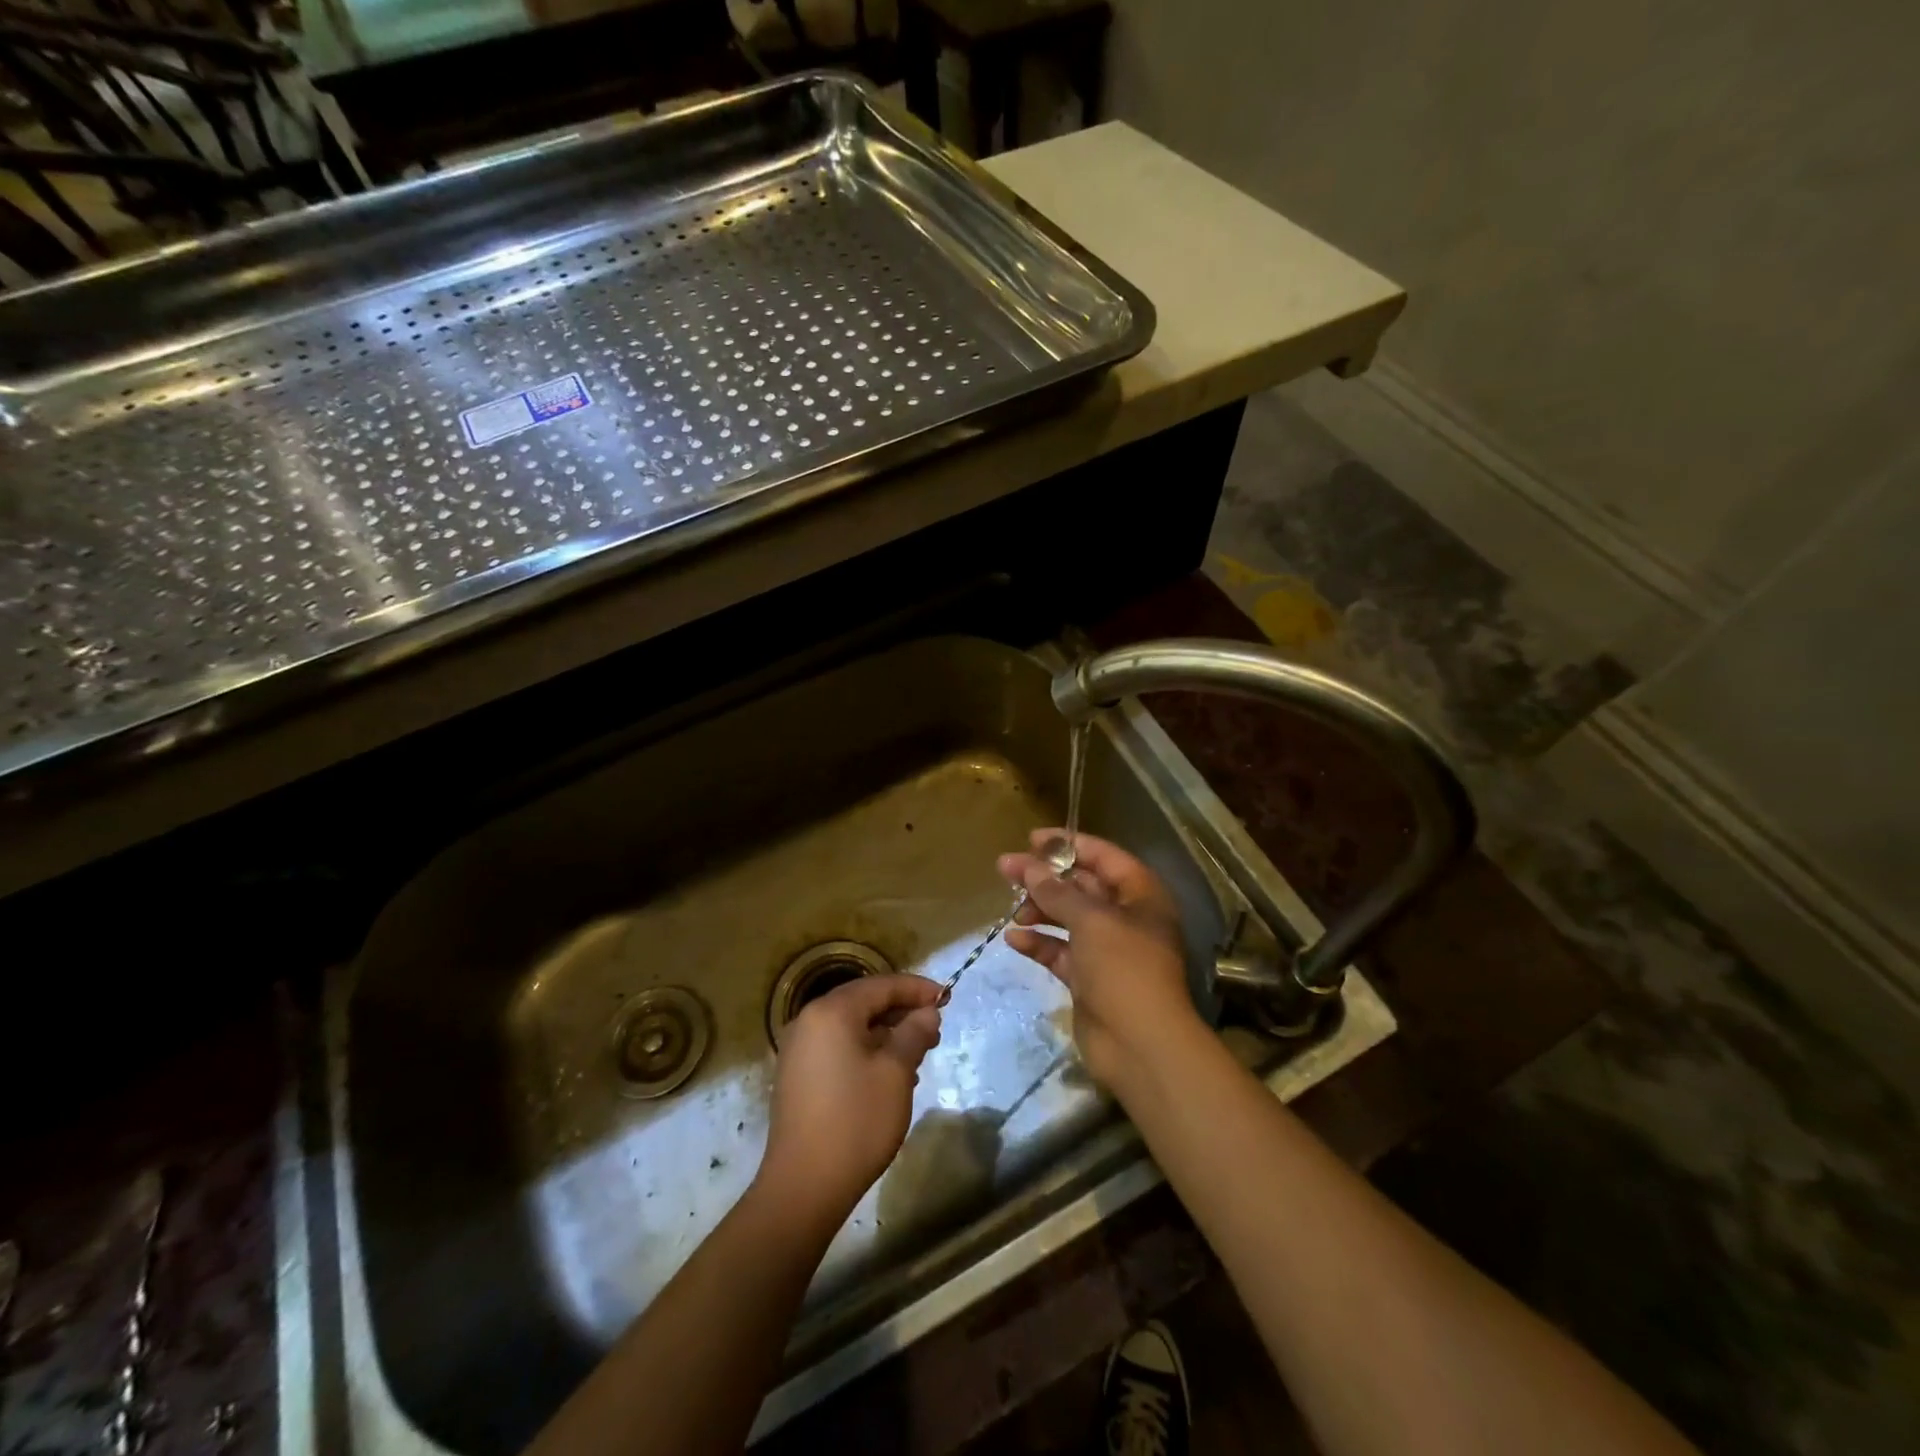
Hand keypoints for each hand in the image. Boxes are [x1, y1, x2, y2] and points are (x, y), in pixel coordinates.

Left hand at [758, 974, 942, 1228]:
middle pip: (863, 1002)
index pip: (881, 985)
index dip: (916, 988)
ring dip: (885, 1033)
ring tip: (917, 1053)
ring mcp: (798, 1049)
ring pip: (851, 1026)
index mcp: (831, 1012)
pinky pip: (837, 1047)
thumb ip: (914, 1032)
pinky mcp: (797, 1075)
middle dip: (901, 1011)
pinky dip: (865, 1050)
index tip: (946, 997)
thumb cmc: (856, 1121)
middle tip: (934, 1028)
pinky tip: (889, 1073)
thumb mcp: (896, 1072)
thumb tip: (927, 1011)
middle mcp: (809, 1021)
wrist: (804, 1186)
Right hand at [999, 829, 1204, 1094]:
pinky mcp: (1089, 979)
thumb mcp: (1090, 920)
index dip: (1069, 844)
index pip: (1103, 856)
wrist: (1140, 1045)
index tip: (1031, 839)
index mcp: (1141, 895)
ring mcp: (1107, 950)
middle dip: (1046, 878)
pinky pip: (1060, 951)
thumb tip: (1027, 866)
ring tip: (1012, 910)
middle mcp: (1126, 918)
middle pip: (1082, 886)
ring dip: (1040, 910)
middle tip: (1007, 869)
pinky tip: (1014, 940)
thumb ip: (1056, 890)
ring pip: (1068, 918)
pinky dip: (1039, 943)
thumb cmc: (1124, 968)